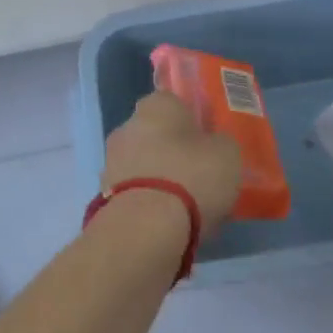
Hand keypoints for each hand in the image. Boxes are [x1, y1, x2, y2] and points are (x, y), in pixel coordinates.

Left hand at [103, 91, 241, 239]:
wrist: (145, 229)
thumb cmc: (191, 177)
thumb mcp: (228, 154)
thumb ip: (220, 143)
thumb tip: (213, 146)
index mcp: (157, 105)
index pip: (175, 103)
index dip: (194, 122)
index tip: (209, 144)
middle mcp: (127, 126)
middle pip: (156, 135)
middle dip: (174, 152)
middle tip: (200, 175)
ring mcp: (111, 162)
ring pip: (144, 165)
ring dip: (160, 179)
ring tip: (187, 207)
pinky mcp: (104, 197)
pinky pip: (135, 193)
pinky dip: (148, 204)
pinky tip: (168, 223)